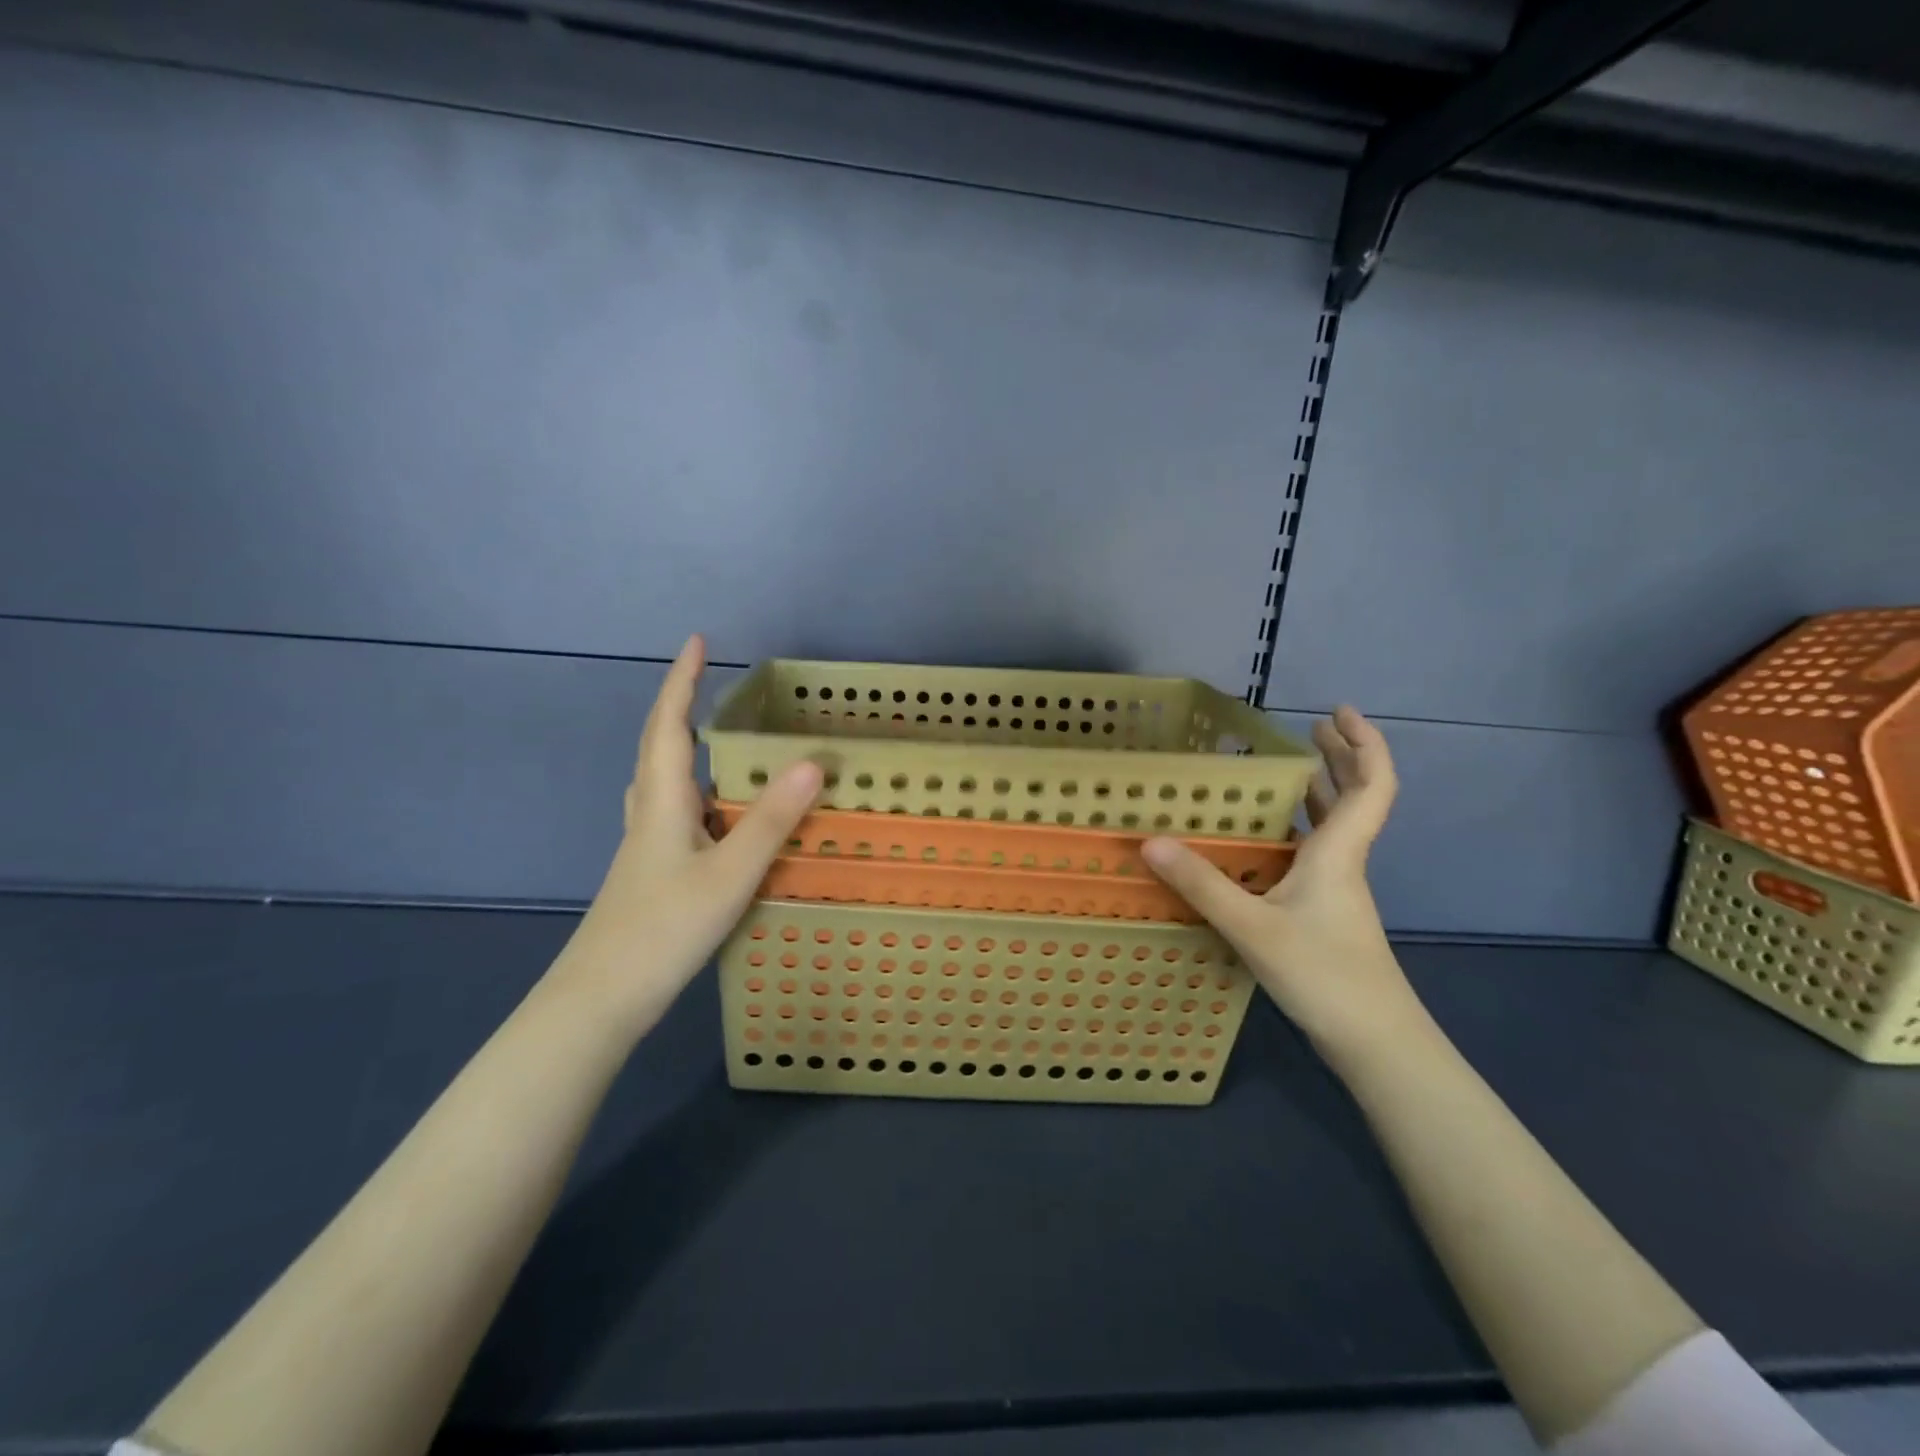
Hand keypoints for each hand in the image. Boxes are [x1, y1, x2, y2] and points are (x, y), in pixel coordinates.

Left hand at [551, 635, 820, 1028]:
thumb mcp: (729, 873)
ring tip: (721, 742)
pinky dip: (697, 794)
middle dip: (682, 709)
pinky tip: (719, 816)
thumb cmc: (663, 930)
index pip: (669, 726)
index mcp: (662, 803)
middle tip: (711, 685)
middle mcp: (649, 815)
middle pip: (659, 748)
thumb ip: (771, 821)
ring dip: (685, 750)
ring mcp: (646, 846)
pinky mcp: (652, 872)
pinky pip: (675, 813)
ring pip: (664, 783)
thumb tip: (811, 763)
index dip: (682, 682)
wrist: (602, 999)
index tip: (698, 642)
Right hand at [1143, 706, 1422, 1066]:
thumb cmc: (1324, 974)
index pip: (1372, 786)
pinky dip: (1299, 831)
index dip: (1364, 744)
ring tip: (1288, 770)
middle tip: (1312, 729)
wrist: (1374, 1043)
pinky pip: (1316, 854)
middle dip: (1339, 758)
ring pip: (1336, 828)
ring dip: (1320, 793)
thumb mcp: (1252, 927)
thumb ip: (1201, 884)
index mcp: (1338, 853)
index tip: (1338, 713)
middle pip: (1357, 798)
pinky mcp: (1326, 915)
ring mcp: (1338, 891)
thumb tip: (1151, 841)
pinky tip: (1266, 839)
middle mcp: (1344, 863)